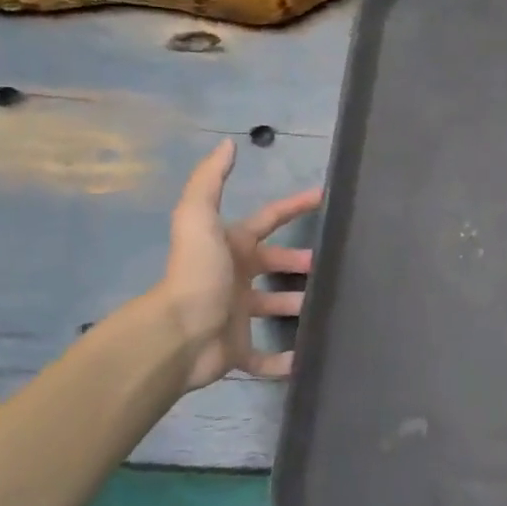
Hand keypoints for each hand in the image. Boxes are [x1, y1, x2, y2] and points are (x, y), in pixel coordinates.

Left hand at [156, 139, 322, 390]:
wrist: (175, 336)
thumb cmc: (196, 275)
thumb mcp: (199, 219)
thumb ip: (210, 180)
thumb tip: (227, 143)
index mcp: (231, 248)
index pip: (268, 220)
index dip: (295, 206)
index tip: (325, 198)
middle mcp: (234, 279)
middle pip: (274, 266)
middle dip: (299, 263)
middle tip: (330, 267)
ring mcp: (235, 316)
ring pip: (274, 309)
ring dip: (297, 308)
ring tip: (328, 308)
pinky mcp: (237, 351)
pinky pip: (264, 358)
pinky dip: (284, 361)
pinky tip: (306, 358)